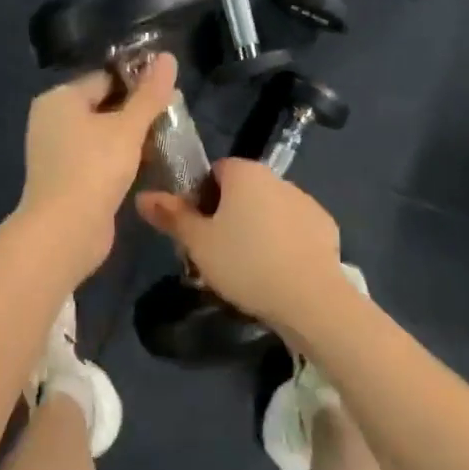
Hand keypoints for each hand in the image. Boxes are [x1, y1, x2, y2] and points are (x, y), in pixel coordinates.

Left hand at [17, 53, 180, 277]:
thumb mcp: (128, 127)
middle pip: (104, 105)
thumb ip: (150, 94)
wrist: (65, 230)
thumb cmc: (95, 168)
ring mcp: (57, 152)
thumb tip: (168, 57)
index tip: (170, 94)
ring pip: (103, 134)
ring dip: (132, 138)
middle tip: (173, 119)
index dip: (139, 83)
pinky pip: (98, 158)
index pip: (106, 78)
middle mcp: (53, 120)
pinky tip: (148, 165)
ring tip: (167, 141)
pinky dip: (121, 159)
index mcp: (60, 98)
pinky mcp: (67, 178)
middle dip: (138, 112)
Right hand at [137, 159, 350, 338]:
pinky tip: (277, 271)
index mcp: (245, 173)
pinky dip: (283, 242)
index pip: (215, 171)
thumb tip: (142, 196)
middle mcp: (277, 178)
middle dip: (228, 215)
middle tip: (215, 252)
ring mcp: (305, 201)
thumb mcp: (198, 243)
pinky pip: (294, 229)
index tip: (196, 229)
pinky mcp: (325, 226)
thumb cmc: (245, 263)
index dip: (200, 197)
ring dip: (257, 228)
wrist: (310, 298)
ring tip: (247, 268)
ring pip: (269, 210)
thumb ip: (171, 216)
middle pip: (243, 190)